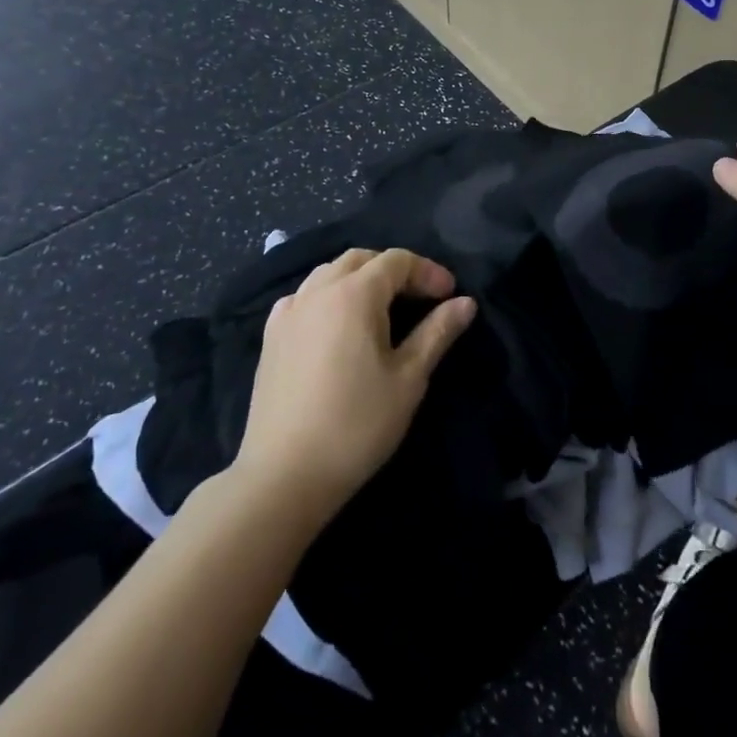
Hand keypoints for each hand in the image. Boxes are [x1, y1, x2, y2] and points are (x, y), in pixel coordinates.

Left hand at [232, 248, 475, 527]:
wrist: (283, 477)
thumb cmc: (356, 425)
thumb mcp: (409, 378)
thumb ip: (437, 332)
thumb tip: (465, 303)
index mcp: (354, 294)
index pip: (398, 261)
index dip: (428, 272)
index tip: (450, 296)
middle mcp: (318, 291)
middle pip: (362, 259)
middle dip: (395, 270)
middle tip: (420, 298)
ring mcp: (288, 312)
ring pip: (329, 273)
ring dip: (360, 279)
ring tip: (381, 308)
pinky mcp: (270, 337)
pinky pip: (303, 297)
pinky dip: (327, 296)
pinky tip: (336, 324)